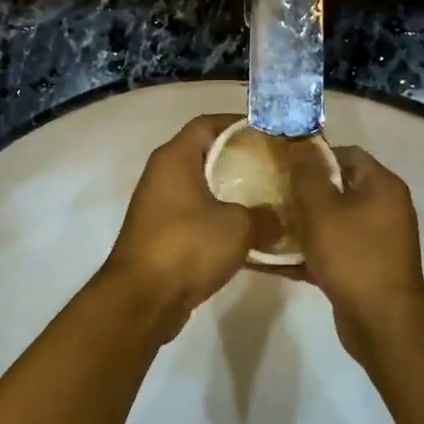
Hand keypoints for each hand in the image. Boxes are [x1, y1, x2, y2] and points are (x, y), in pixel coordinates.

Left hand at [99, 114, 267, 340]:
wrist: (142, 299)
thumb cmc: (187, 247)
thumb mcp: (238, 227)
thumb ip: (265, 216)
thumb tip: (280, 218)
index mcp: (175, 158)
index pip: (207, 123)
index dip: (239, 124)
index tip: (271, 134)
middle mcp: (163, 174)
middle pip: (206, 154)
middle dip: (241, 159)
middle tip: (276, 167)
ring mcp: (160, 205)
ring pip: (203, 186)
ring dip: (232, 192)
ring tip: (270, 199)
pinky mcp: (162, 233)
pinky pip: (197, 214)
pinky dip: (220, 218)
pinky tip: (250, 233)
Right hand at [283, 142, 423, 368]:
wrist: (381, 322)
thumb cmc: (353, 256)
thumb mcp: (322, 209)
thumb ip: (307, 175)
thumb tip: (298, 144)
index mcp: (382, 186)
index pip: (347, 154)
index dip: (314, 155)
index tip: (282, 163)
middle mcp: (384, 208)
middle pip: (338, 187)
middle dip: (302, 190)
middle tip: (269, 192)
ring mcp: (375, 240)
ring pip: (331, 221)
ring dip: (300, 222)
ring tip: (264, 223)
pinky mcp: (363, 267)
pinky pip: (331, 249)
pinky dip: (307, 251)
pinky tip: (272, 258)